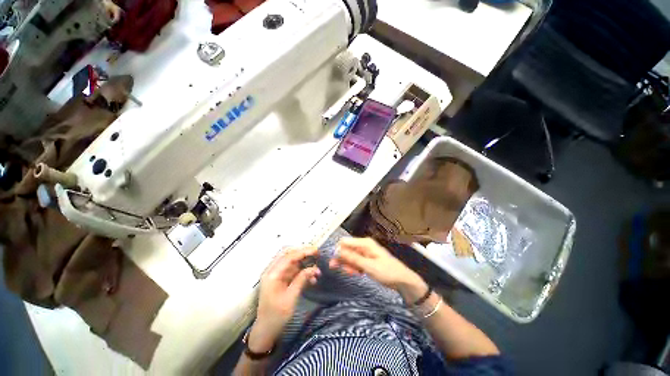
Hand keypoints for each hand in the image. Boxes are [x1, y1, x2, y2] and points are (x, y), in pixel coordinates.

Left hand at [249, 247, 319, 351]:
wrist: (266, 331)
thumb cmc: (277, 316)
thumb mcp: (291, 298)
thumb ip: (301, 280)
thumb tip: (314, 268)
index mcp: (272, 274)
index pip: (288, 257)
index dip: (303, 252)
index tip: (316, 250)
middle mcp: (273, 271)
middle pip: (289, 255)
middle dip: (303, 253)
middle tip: (316, 254)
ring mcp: (277, 275)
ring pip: (292, 263)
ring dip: (305, 264)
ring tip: (317, 271)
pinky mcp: (281, 280)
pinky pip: (293, 271)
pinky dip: (302, 272)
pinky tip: (312, 279)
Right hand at [330, 237, 427, 301]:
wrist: (402, 280)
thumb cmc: (388, 272)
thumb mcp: (369, 266)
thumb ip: (353, 258)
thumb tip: (338, 250)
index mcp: (365, 243)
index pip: (345, 241)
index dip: (338, 250)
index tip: (333, 260)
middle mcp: (364, 246)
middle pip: (347, 249)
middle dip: (341, 258)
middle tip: (333, 267)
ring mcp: (365, 253)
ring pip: (350, 256)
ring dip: (348, 264)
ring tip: (352, 273)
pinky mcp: (366, 260)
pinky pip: (355, 262)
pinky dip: (354, 267)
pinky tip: (356, 273)